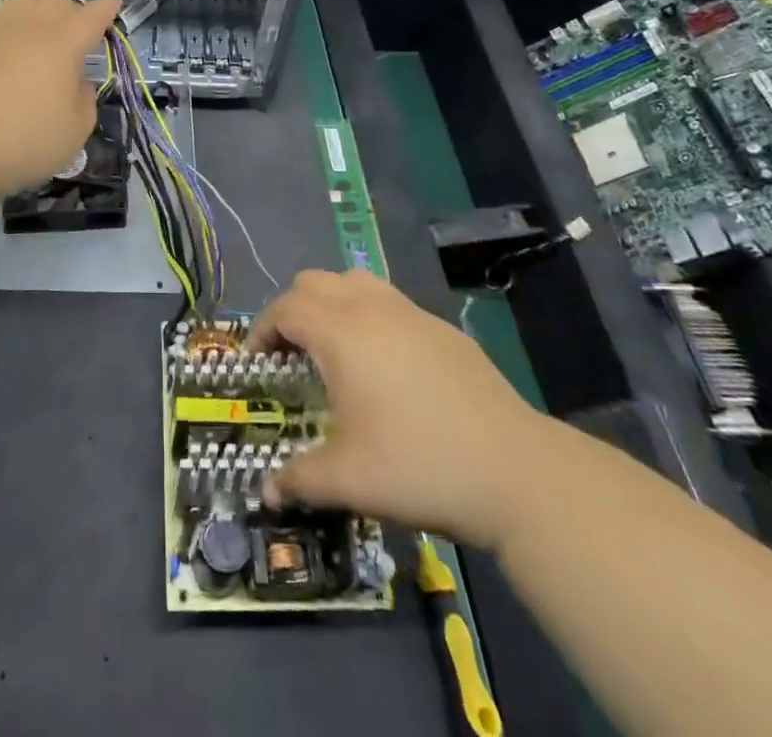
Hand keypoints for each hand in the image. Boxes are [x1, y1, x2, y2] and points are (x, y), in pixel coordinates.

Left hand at [0, 0, 121, 199]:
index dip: (106, 9)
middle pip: (55, 5)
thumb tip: (75, 82)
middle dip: (73, 12)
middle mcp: (28, 26)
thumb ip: (84, 101)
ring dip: (39, 14)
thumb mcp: (74, 132)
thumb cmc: (22, 139)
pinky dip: (9, 28)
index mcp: (62, 41)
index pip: (92, 16)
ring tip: (44, 31)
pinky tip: (6, 43)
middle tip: (80, 31)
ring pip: (22, 7)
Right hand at [247, 269, 558, 550]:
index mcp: (342, 333)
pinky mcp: (443, 329)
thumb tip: (266, 491)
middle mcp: (373, 308)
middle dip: (293, 311)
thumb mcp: (348, 480)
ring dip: (332, 305)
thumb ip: (298, 479)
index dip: (261, 330)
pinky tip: (384, 368)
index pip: (286, 308)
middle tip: (290, 356)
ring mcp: (412, 313)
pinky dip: (369, 317)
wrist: (515, 471)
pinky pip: (391, 303)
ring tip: (334, 352)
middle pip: (315, 282)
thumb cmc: (419, 466)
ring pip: (355, 281)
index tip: (256, 363)